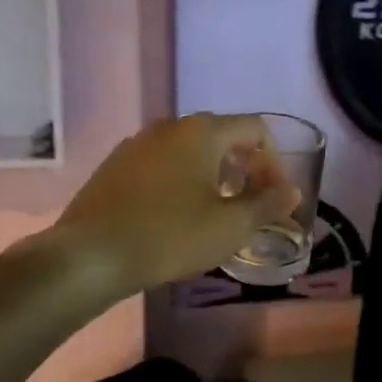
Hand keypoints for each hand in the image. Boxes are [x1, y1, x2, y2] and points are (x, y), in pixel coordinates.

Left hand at [52, 114, 301, 293]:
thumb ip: (267, 205)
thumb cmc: (170, 236)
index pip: (255, 129)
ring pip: (190, 150)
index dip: (275, 161)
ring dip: (214, 174)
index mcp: (202, 131)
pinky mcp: (116, 165)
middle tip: (252, 204)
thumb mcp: (230, 226)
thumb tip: (291, 191)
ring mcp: (137, 143)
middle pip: (222, 136)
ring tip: (218, 210)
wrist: (90, 255)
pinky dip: (182, 180)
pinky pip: (162, 163)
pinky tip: (177, 214)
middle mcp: (169, 126)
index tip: (276, 196)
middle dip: (246, 167)